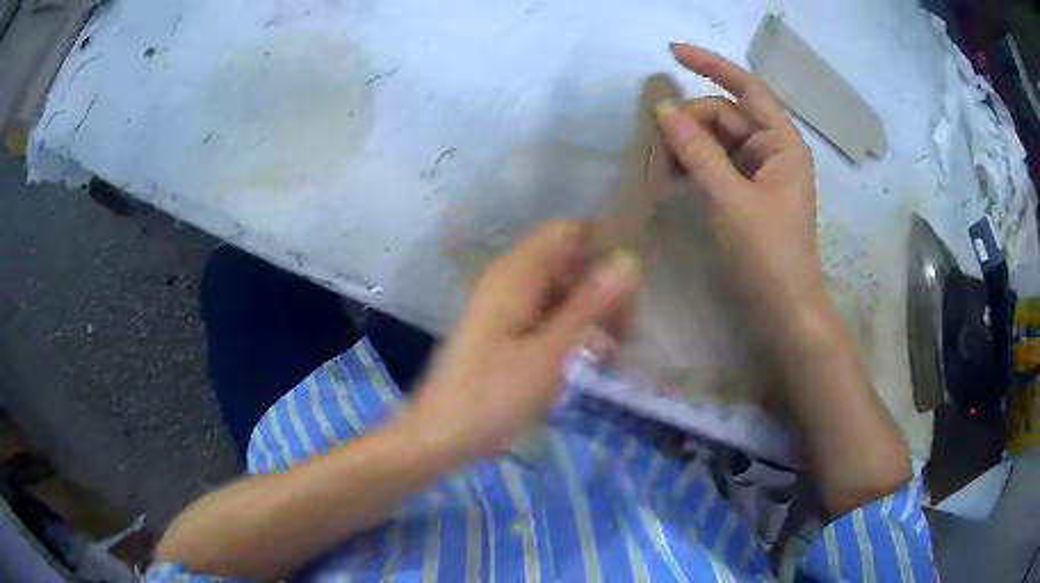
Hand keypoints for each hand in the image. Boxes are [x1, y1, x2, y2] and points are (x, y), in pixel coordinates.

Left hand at [398, 220, 639, 463]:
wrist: (440, 435)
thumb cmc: (493, 396)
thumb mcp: (551, 352)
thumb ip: (590, 304)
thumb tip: (628, 260)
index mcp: (516, 273)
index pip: (568, 232)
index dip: (603, 247)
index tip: (634, 283)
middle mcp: (509, 279)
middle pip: (568, 261)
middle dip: (602, 287)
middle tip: (628, 329)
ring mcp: (505, 304)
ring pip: (561, 290)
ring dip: (591, 311)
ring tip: (616, 349)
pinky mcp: (505, 329)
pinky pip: (547, 313)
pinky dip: (573, 328)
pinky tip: (592, 357)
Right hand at [655, 44, 821, 320]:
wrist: (784, 309)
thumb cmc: (769, 256)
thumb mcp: (732, 201)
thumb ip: (699, 153)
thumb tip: (664, 112)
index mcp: (783, 144)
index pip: (748, 89)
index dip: (712, 66)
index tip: (673, 52)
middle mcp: (773, 149)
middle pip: (725, 115)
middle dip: (691, 121)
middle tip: (657, 145)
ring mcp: (760, 171)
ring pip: (717, 139)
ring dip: (688, 144)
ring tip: (662, 165)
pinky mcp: (747, 191)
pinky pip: (717, 162)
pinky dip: (695, 163)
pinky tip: (675, 175)